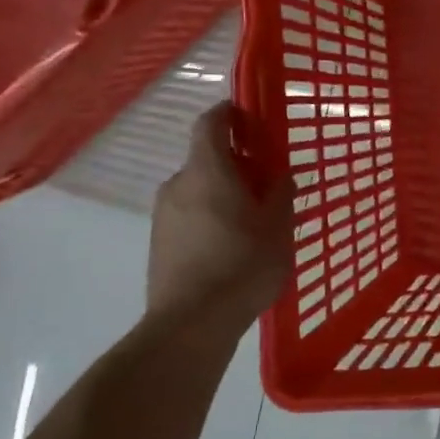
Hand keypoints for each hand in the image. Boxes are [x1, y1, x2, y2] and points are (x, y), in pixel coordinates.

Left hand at [148, 104, 293, 316]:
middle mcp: (179, 184)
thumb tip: (279, 174)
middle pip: (207, 158)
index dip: (230, 113)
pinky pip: (189, 213)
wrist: (190, 325)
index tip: (252, 119)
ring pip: (198, 188)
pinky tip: (232, 245)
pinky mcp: (159, 241)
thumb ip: (280, 193)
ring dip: (224, 192)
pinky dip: (210, 215)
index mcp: (209, 171)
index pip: (211, 123)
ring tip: (253, 220)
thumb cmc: (242, 266)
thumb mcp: (278, 228)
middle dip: (237, 162)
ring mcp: (163, 214)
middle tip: (268, 182)